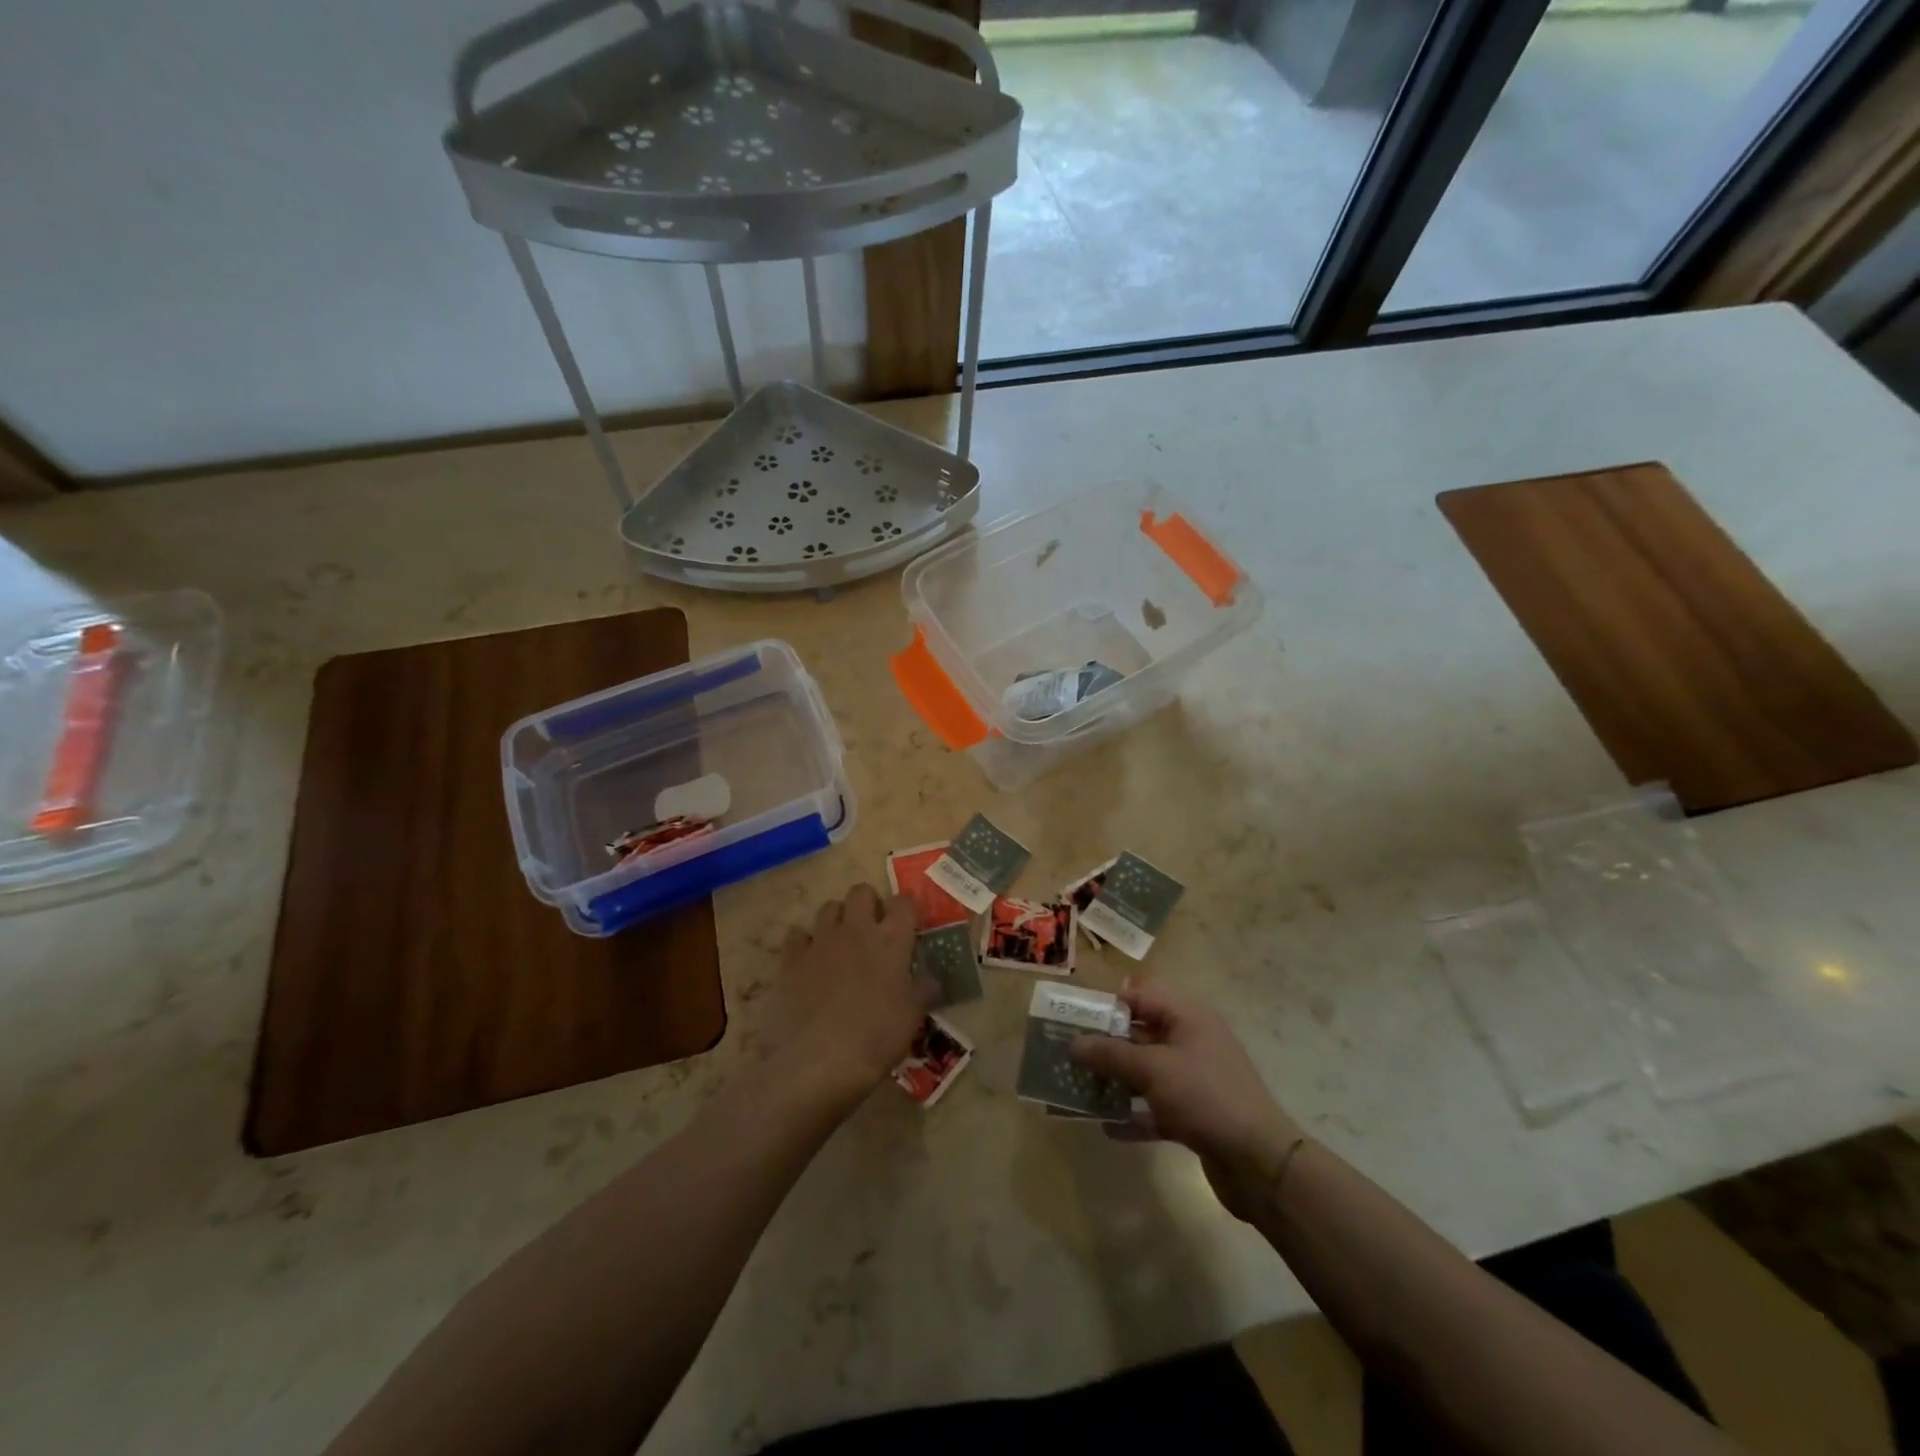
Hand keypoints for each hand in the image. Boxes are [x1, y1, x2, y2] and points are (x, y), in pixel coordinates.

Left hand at [762, 884, 930, 1111]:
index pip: (904, 902)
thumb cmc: (876, 1039)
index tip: (909, 921)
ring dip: (837, 919)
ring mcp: (821, 941)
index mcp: (891, 940)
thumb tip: (932, 978)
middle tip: (873, 928)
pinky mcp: (791, 958)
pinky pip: (797, 935)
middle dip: (868, 903)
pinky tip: (809, 961)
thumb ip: (923, 990)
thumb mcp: (912, 1017)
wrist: (819, 1062)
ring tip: (841, 943)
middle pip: (861, 892)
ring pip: (828, 907)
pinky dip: (804, 942)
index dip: (908, 907)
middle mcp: (856, 930)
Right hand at [1071, 982, 1302, 1222]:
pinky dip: (1134, 1114)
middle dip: (1107, 1044)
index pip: (1142, 996)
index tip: (1076, 1017)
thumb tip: (1074, 1043)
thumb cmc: (1205, 1097)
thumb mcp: (1153, 1069)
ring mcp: (1195, 1080)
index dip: (1109, 1003)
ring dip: (1117, 1080)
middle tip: (1070, 1053)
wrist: (1260, 1163)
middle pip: (1142, 1034)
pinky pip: (1156, 1107)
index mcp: (1188, 1018)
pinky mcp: (1196, 1116)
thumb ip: (1111, 1054)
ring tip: (1080, 1088)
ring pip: (1147, 1072)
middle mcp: (1192, 1042)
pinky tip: (1107, 1127)